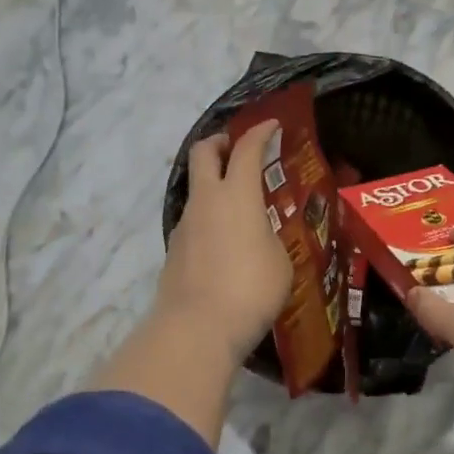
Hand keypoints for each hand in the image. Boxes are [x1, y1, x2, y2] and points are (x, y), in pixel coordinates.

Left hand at [157, 122, 293, 360]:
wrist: (196, 329)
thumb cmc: (250, 288)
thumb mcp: (279, 261)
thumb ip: (269, 239)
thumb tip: (259, 239)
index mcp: (237, 195)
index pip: (247, 149)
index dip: (260, 132)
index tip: (272, 125)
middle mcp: (206, 201)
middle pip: (204, 153)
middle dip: (220, 143)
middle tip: (236, 149)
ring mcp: (185, 225)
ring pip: (197, 190)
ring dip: (214, 186)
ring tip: (239, 209)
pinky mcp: (174, 251)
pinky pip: (194, 222)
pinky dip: (209, 220)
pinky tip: (226, 243)